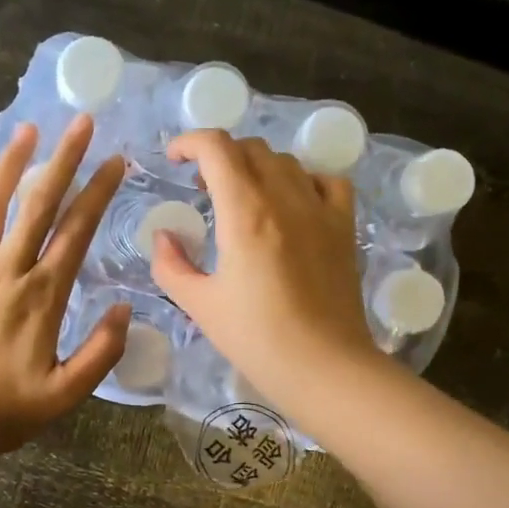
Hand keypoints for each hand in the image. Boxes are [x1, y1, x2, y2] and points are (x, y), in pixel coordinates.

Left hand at [0, 115, 129, 455]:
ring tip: (27, 131)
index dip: (99, 191)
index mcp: (42, 294)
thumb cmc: (5, 408)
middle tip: (80, 122)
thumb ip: (102, 352)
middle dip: (64, 158)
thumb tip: (124, 308)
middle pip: (39, 202)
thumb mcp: (66, 393)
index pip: (77, 230)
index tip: (116, 161)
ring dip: (11, 164)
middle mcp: (6, 269)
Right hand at [151, 130, 377, 407]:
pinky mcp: (344, 228)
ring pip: (286, 161)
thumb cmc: (256, 339)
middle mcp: (285, 198)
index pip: (217, 148)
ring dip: (256, 166)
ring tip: (242, 195)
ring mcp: (320, 210)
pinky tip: (292, 202)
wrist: (323, 366)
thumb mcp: (199, 305)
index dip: (190, 142)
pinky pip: (327, 181)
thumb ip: (171, 265)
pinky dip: (303, 179)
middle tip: (201, 186)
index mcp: (245, 213)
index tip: (174, 158)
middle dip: (219, 156)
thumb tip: (164, 236)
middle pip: (250, 149)